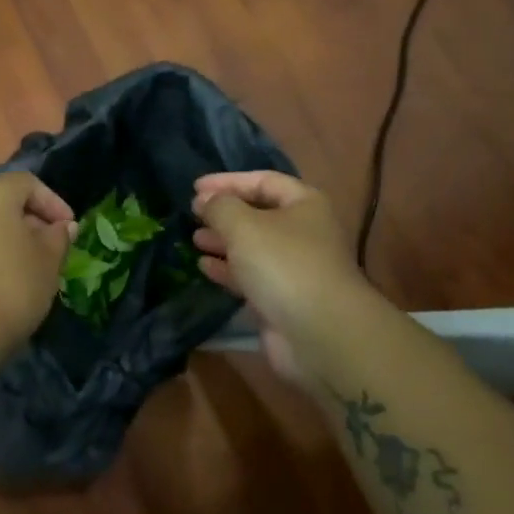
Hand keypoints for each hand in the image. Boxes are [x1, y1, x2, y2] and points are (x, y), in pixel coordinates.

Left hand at [0, 172, 75, 360]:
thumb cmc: (10, 288)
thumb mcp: (48, 262)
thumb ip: (58, 237)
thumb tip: (63, 226)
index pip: (27, 182)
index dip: (53, 201)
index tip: (69, 228)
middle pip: (3, 199)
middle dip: (31, 219)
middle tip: (52, 245)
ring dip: (10, 237)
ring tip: (31, 265)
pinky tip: (4, 279)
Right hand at [191, 171, 370, 379]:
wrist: (319, 333)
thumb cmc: (283, 264)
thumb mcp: (243, 225)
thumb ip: (219, 206)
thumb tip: (205, 201)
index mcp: (304, 204)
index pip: (263, 180)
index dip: (228, 181)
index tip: (194, 187)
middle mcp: (303, 232)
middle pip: (258, 214)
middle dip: (224, 213)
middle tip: (193, 215)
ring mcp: (295, 267)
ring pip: (253, 246)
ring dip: (223, 241)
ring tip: (194, 239)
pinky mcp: (283, 298)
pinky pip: (251, 276)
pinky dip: (228, 269)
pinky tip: (205, 267)